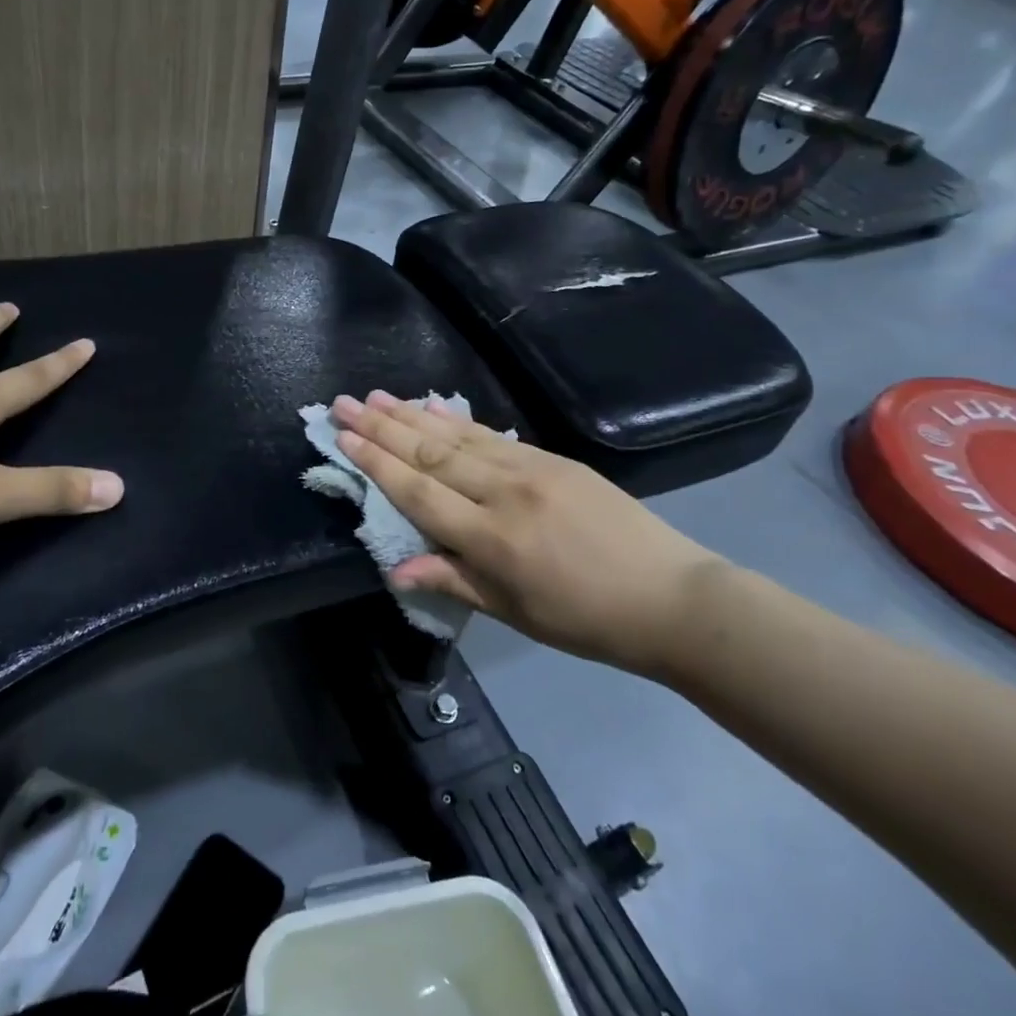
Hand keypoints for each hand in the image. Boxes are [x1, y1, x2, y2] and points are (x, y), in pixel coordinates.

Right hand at [330, 392, 724, 674]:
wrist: (671, 598)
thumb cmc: (585, 619)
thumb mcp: (513, 611)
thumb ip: (452, 580)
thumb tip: (393, 568)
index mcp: (491, 538)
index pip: (418, 491)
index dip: (376, 464)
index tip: (343, 437)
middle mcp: (505, 492)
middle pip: (431, 454)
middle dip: (382, 427)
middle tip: (343, 403)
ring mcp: (531, 468)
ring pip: (458, 436)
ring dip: (411, 415)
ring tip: (376, 396)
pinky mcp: (554, 458)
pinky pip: (492, 435)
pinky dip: (456, 419)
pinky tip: (432, 407)